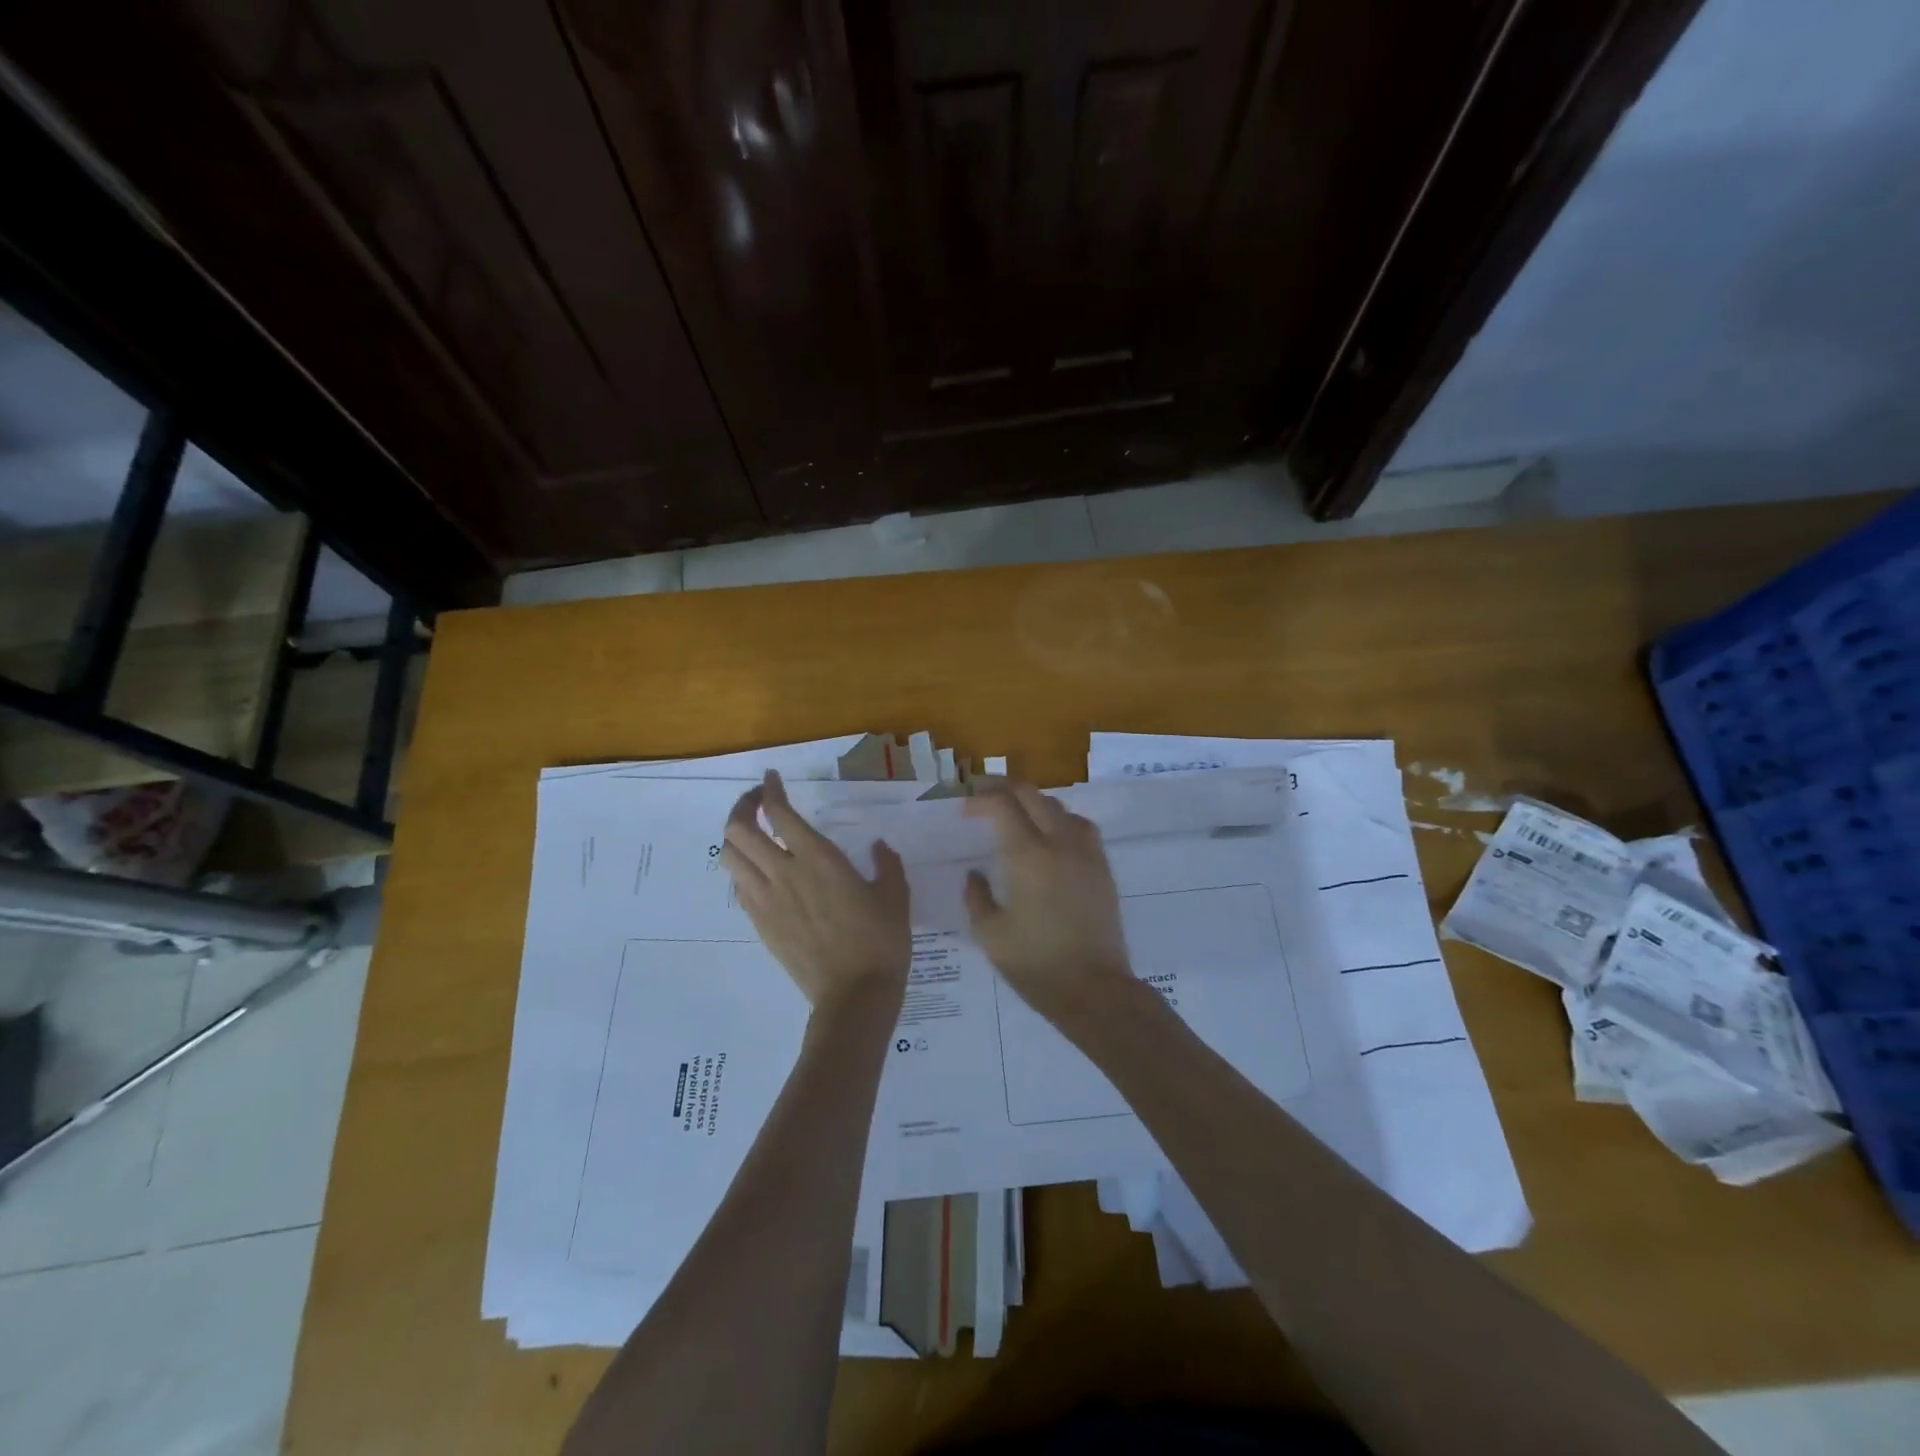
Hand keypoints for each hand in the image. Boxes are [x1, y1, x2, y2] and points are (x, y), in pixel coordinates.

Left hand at [720, 771, 910, 1007]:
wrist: (855, 995)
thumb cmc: (881, 941)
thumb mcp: (895, 895)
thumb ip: (886, 864)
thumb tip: (878, 846)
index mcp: (819, 859)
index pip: (779, 813)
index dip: (770, 790)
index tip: (772, 779)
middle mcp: (784, 873)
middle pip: (739, 830)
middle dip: (742, 807)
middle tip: (758, 802)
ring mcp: (767, 901)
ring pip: (730, 858)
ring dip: (736, 838)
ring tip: (753, 834)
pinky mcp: (761, 925)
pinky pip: (739, 888)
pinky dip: (743, 871)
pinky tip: (762, 873)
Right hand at [964, 783, 1134, 1023]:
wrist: (1095, 990)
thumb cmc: (1036, 964)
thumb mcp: (990, 934)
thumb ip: (976, 896)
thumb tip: (975, 874)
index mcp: (1027, 855)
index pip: (1003, 804)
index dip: (981, 798)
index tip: (966, 809)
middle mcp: (1060, 843)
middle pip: (1032, 795)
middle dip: (1005, 790)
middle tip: (984, 800)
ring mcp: (1086, 853)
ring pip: (1059, 807)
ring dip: (1034, 803)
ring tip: (1017, 817)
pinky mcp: (1103, 868)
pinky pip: (1080, 826)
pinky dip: (1059, 820)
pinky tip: (1050, 839)